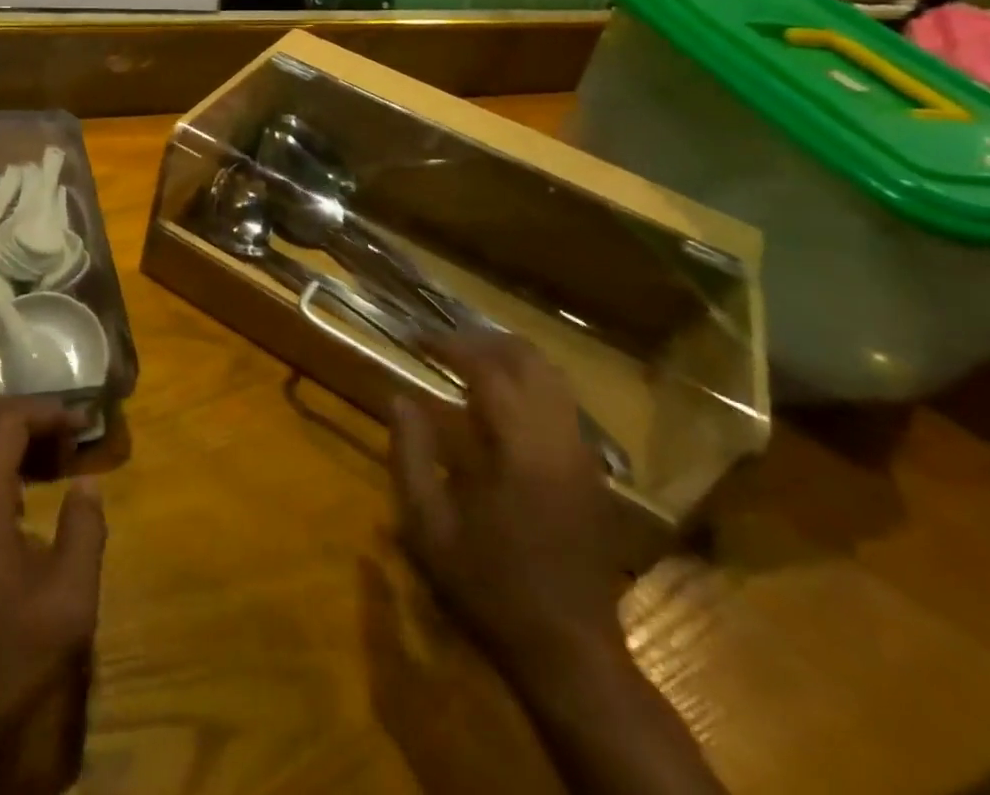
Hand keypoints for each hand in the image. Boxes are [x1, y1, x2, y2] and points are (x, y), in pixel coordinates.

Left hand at [0, 398, 105, 794]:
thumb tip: (87, 482)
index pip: (9, 418)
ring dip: (6, 441)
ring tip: (48, 470)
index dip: (51, 412)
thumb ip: (85, 531)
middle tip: (67, 444)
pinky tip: (12, 507)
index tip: (84, 427)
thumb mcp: (65, 606)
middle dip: (28, 418)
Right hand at [389, 330, 621, 673]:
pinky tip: (500, 405)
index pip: (486, 368)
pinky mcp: (592, 472)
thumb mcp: (429, 527)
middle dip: (483, 340)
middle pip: (528, 359)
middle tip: (443, 344)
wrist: (568, 651)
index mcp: (518, 448)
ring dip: (509, 358)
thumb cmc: (489, 588)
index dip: (448, 343)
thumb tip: (398, 397)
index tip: (415, 337)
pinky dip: (529, 384)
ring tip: (469, 363)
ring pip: (552, 377)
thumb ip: (410, 454)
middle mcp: (557, 438)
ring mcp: (582, 454)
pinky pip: (562, 404)